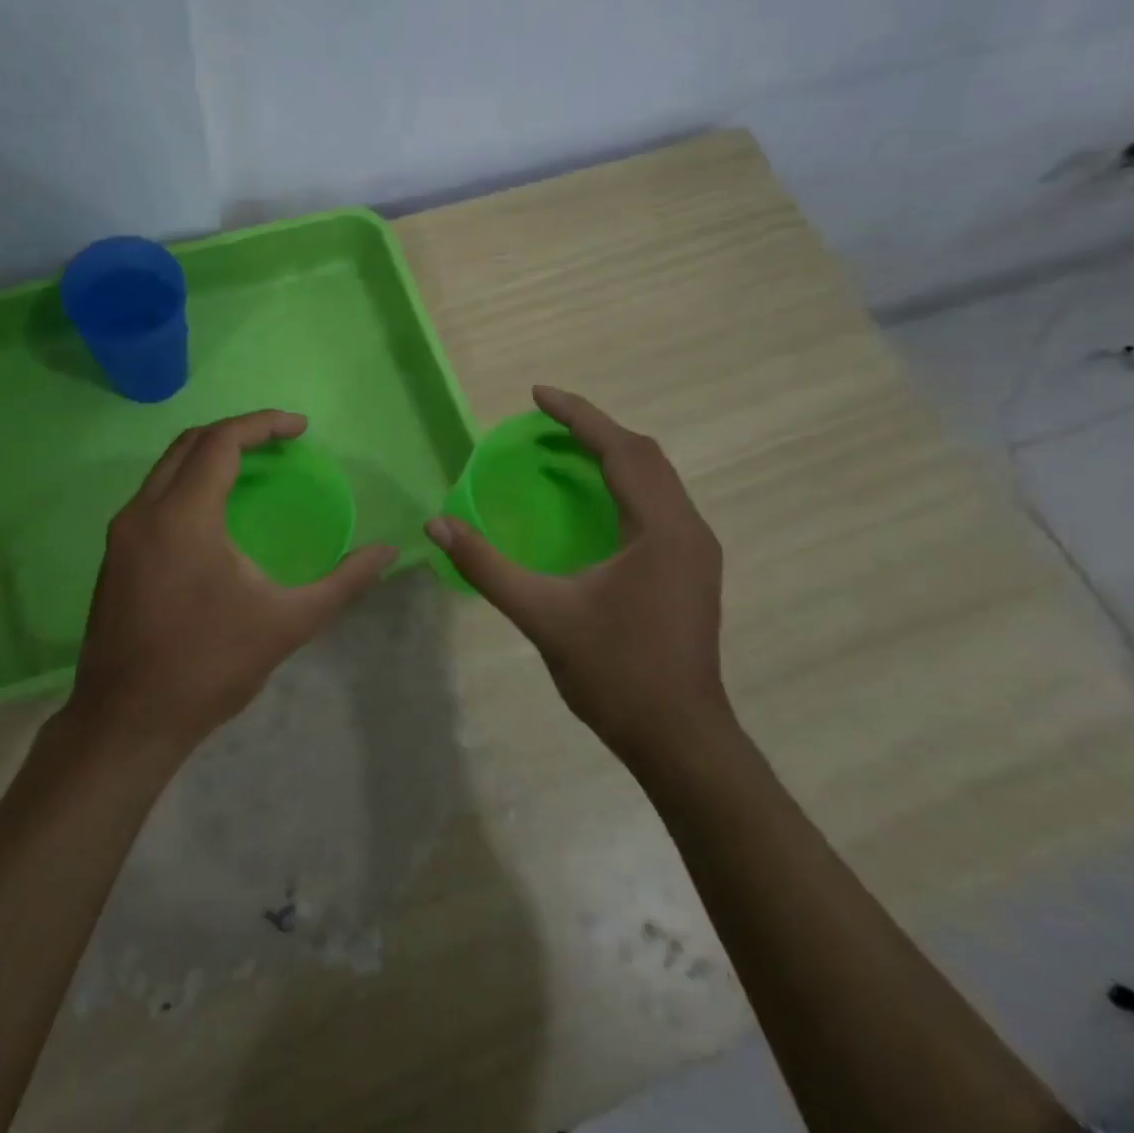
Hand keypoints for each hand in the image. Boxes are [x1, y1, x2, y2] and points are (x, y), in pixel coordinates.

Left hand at [70, 410, 397, 753]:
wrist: (127, 721)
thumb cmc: (210, 666)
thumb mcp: (288, 623)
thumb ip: (343, 582)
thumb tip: (388, 552)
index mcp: (183, 517)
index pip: (221, 441)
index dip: (263, 424)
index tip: (300, 427)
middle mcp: (143, 513)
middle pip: (189, 444)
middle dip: (237, 432)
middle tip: (280, 442)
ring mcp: (121, 535)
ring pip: (165, 469)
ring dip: (209, 456)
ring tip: (253, 468)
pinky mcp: (113, 557)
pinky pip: (153, 497)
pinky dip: (188, 484)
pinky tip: (216, 513)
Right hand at [425, 385, 732, 762]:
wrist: (679, 737)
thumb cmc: (615, 674)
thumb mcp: (542, 615)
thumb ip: (487, 567)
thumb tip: (436, 526)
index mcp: (662, 528)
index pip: (622, 450)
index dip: (578, 417)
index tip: (538, 395)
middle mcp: (689, 528)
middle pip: (645, 456)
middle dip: (596, 431)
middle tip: (546, 424)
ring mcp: (697, 551)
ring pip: (657, 481)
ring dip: (614, 457)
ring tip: (565, 453)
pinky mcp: (693, 571)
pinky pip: (659, 506)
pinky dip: (625, 487)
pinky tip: (594, 504)